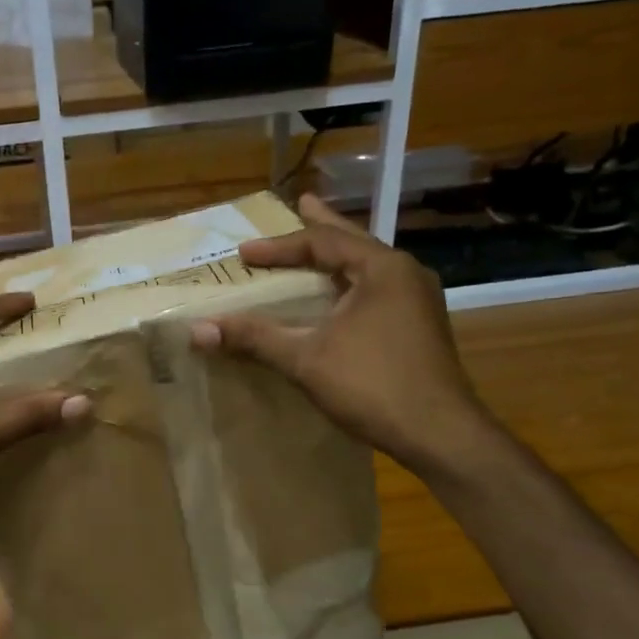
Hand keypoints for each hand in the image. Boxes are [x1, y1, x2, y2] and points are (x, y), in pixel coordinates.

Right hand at [190, 193, 499, 477]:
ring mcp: (417, 301)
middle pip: (354, 242)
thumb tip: (198, 329)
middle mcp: (405, 275)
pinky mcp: (419, 326)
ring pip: (368, 266)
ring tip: (318, 243)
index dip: (279, 247)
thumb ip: (254, 338)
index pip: (323, 243)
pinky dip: (350, 281)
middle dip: (323, 226)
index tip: (243, 254)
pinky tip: (340, 294)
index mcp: (382, 269)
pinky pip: (377, 289)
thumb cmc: (372, 385)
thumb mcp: (305, 358)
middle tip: (302, 203)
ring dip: (339, 255)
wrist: (440, 434)